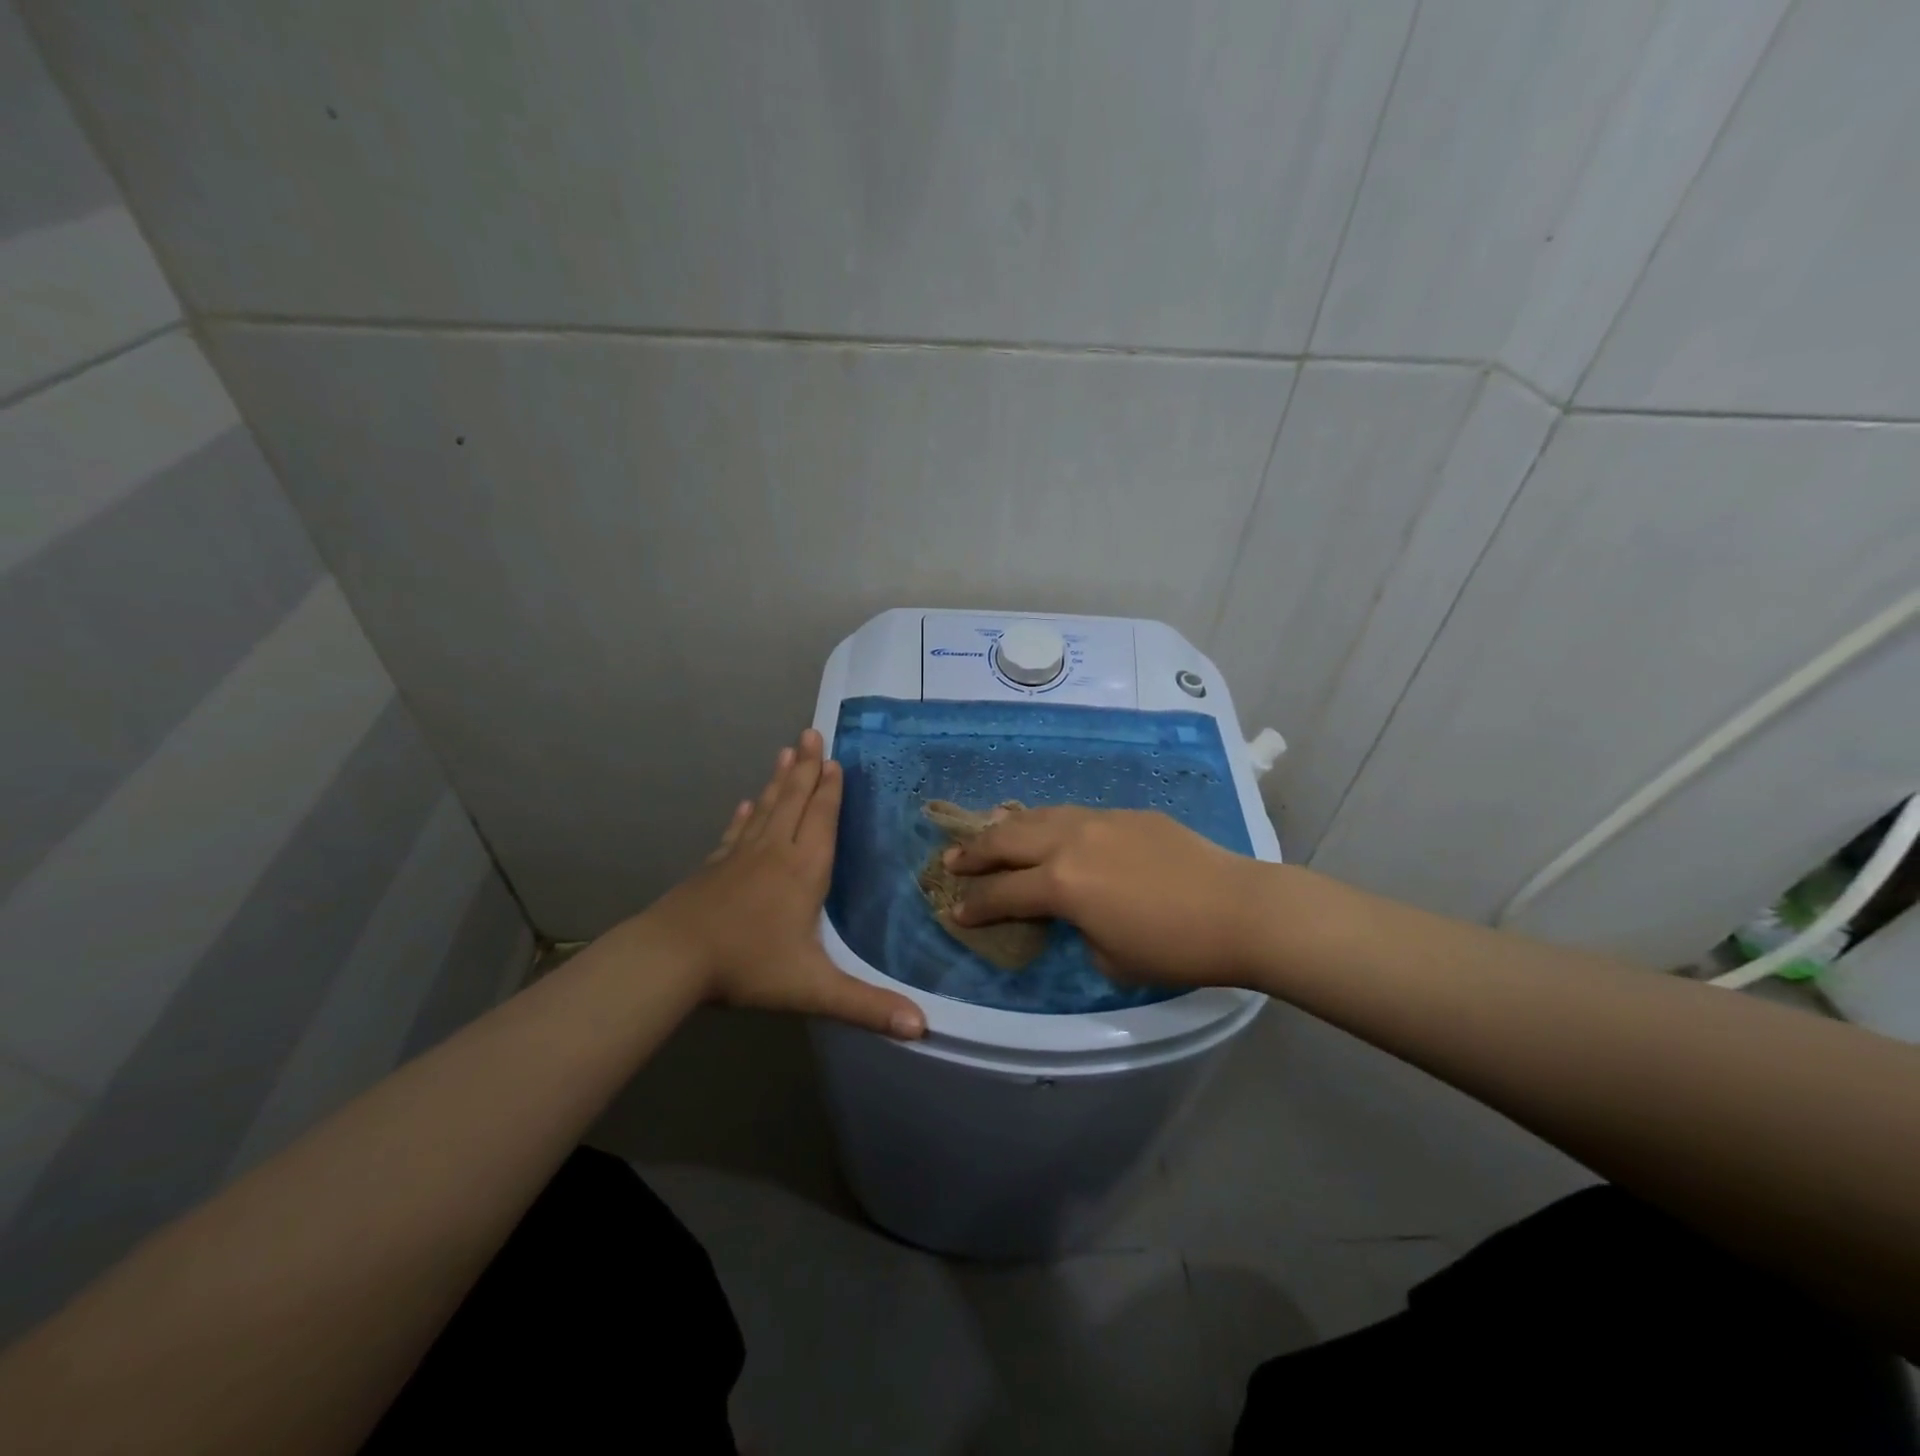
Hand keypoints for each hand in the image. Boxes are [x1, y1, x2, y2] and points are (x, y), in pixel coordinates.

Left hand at [636, 729, 925, 1038]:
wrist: (672, 959)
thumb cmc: (748, 966)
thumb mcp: (813, 989)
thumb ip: (867, 1005)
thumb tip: (922, 1026)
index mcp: (804, 871)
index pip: (822, 820)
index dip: (830, 790)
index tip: (834, 759)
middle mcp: (775, 853)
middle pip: (795, 802)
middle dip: (807, 769)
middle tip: (812, 732)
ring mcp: (740, 857)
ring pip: (767, 809)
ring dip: (779, 780)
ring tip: (787, 750)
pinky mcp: (714, 868)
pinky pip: (736, 833)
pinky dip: (745, 816)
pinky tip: (747, 804)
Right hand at [946, 807, 1268, 987]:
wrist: (1238, 909)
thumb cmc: (1174, 947)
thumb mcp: (1110, 958)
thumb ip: (1079, 930)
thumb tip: (1078, 913)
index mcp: (1062, 883)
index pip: (1003, 893)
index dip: (975, 905)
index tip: (955, 910)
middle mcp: (1071, 842)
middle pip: (1008, 840)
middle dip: (975, 853)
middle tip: (952, 861)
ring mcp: (1100, 820)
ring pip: (1040, 816)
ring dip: (1008, 828)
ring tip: (991, 835)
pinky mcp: (1127, 814)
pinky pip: (1075, 815)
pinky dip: (1050, 824)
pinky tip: (1051, 831)